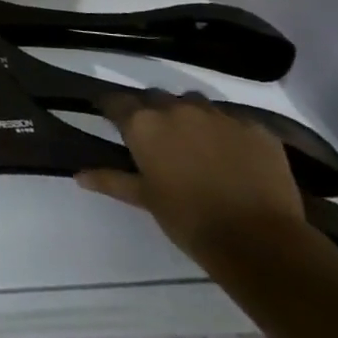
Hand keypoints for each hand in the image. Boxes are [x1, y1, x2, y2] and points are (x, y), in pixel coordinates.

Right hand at [77, 91, 307, 269]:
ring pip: (194, 102)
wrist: (258, 240)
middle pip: (155, 97)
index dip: (111, 109)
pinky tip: (230, 153)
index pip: (116, 101)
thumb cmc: (188, 218)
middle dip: (151, 110)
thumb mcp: (144, 198)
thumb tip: (78, 175)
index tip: (109, 118)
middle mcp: (177, 109)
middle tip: (154, 136)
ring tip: (193, 140)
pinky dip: (225, 130)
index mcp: (144, 124)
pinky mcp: (256, 129)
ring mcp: (220, 116)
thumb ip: (110, 180)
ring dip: (187, 114)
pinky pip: (233, 119)